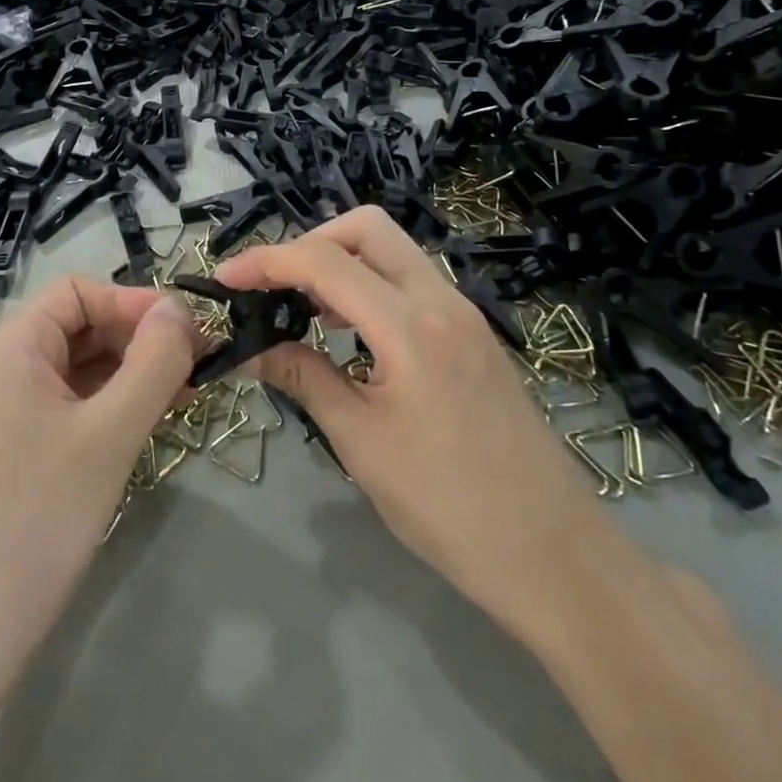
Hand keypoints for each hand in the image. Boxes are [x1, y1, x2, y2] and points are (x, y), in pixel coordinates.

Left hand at [0, 278, 197, 710]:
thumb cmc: (34, 521)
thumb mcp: (109, 435)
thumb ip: (153, 363)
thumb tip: (180, 307)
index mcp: (12, 348)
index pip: (80, 292)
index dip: (135, 302)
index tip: (188, 332)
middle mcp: (4, 369)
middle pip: (81, 326)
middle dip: (139, 338)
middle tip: (197, 366)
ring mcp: (6, 413)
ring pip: (80, 368)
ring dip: (132, 373)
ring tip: (183, 395)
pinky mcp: (15, 452)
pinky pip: (71, 406)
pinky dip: (111, 406)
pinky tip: (148, 423)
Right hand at [215, 208, 596, 640]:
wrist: (554, 554)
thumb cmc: (449, 508)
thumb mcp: (362, 444)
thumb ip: (304, 380)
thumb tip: (251, 351)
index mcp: (411, 326)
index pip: (325, 261)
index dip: (268, 261)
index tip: (226, 279)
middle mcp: (441, 300)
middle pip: (367, 228)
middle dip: (312, 241)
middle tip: (276, 287)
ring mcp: (463, 312)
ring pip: (393, 250)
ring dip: (343, 261)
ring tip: (305, 309)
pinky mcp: (472, 332)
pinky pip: (412, 281)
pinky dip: (372, 285)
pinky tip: (351, 331)